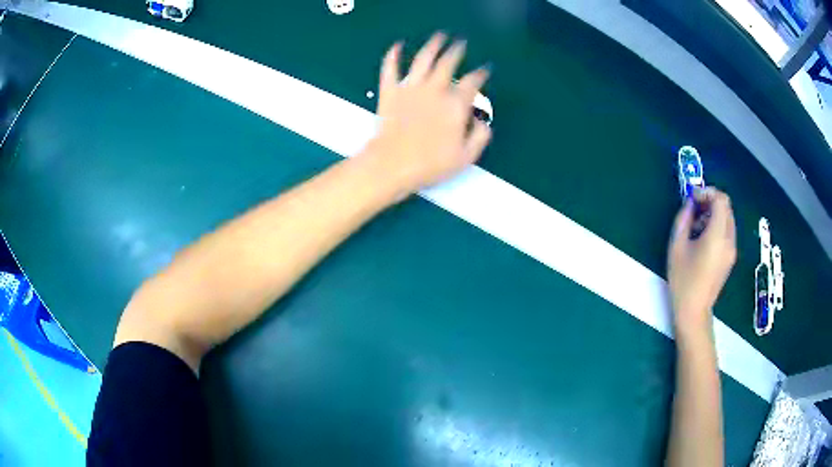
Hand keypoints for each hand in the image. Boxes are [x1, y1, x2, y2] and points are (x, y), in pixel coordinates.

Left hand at [361, 33, 491, 196]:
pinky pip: (390, 68)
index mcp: (455, 104)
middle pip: (448, 63)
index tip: (484, 70)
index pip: (472, 82)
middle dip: (457, 51)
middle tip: (461, 43)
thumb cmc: (431, 164)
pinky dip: (393, 56)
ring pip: (423, 60)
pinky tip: (397, 46)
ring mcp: (410, 88)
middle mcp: (435, 90)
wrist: (392, 164)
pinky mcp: (390, 91)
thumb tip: (482, 122)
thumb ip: (480, 136)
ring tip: (439, 37)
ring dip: (432, 46)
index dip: (480, 74)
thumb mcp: (466, 157)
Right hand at [668, 188, 736, 333]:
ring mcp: (732, 249)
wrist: (694, 311)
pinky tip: (703, 239)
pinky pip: (727, 231)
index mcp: (718, 235)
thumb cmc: (683, 280)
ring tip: (697, 226)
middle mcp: (729, 239)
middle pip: (726, 207)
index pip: (721, 200)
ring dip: (714, 214)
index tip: (693, 199)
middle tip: (694, 210)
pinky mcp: (730, 257)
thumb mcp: (677, 246)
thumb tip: (690, 203)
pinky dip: (717, 226)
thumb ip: (684, 218)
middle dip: (710, 202)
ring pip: (728, 218)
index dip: (707, 192)